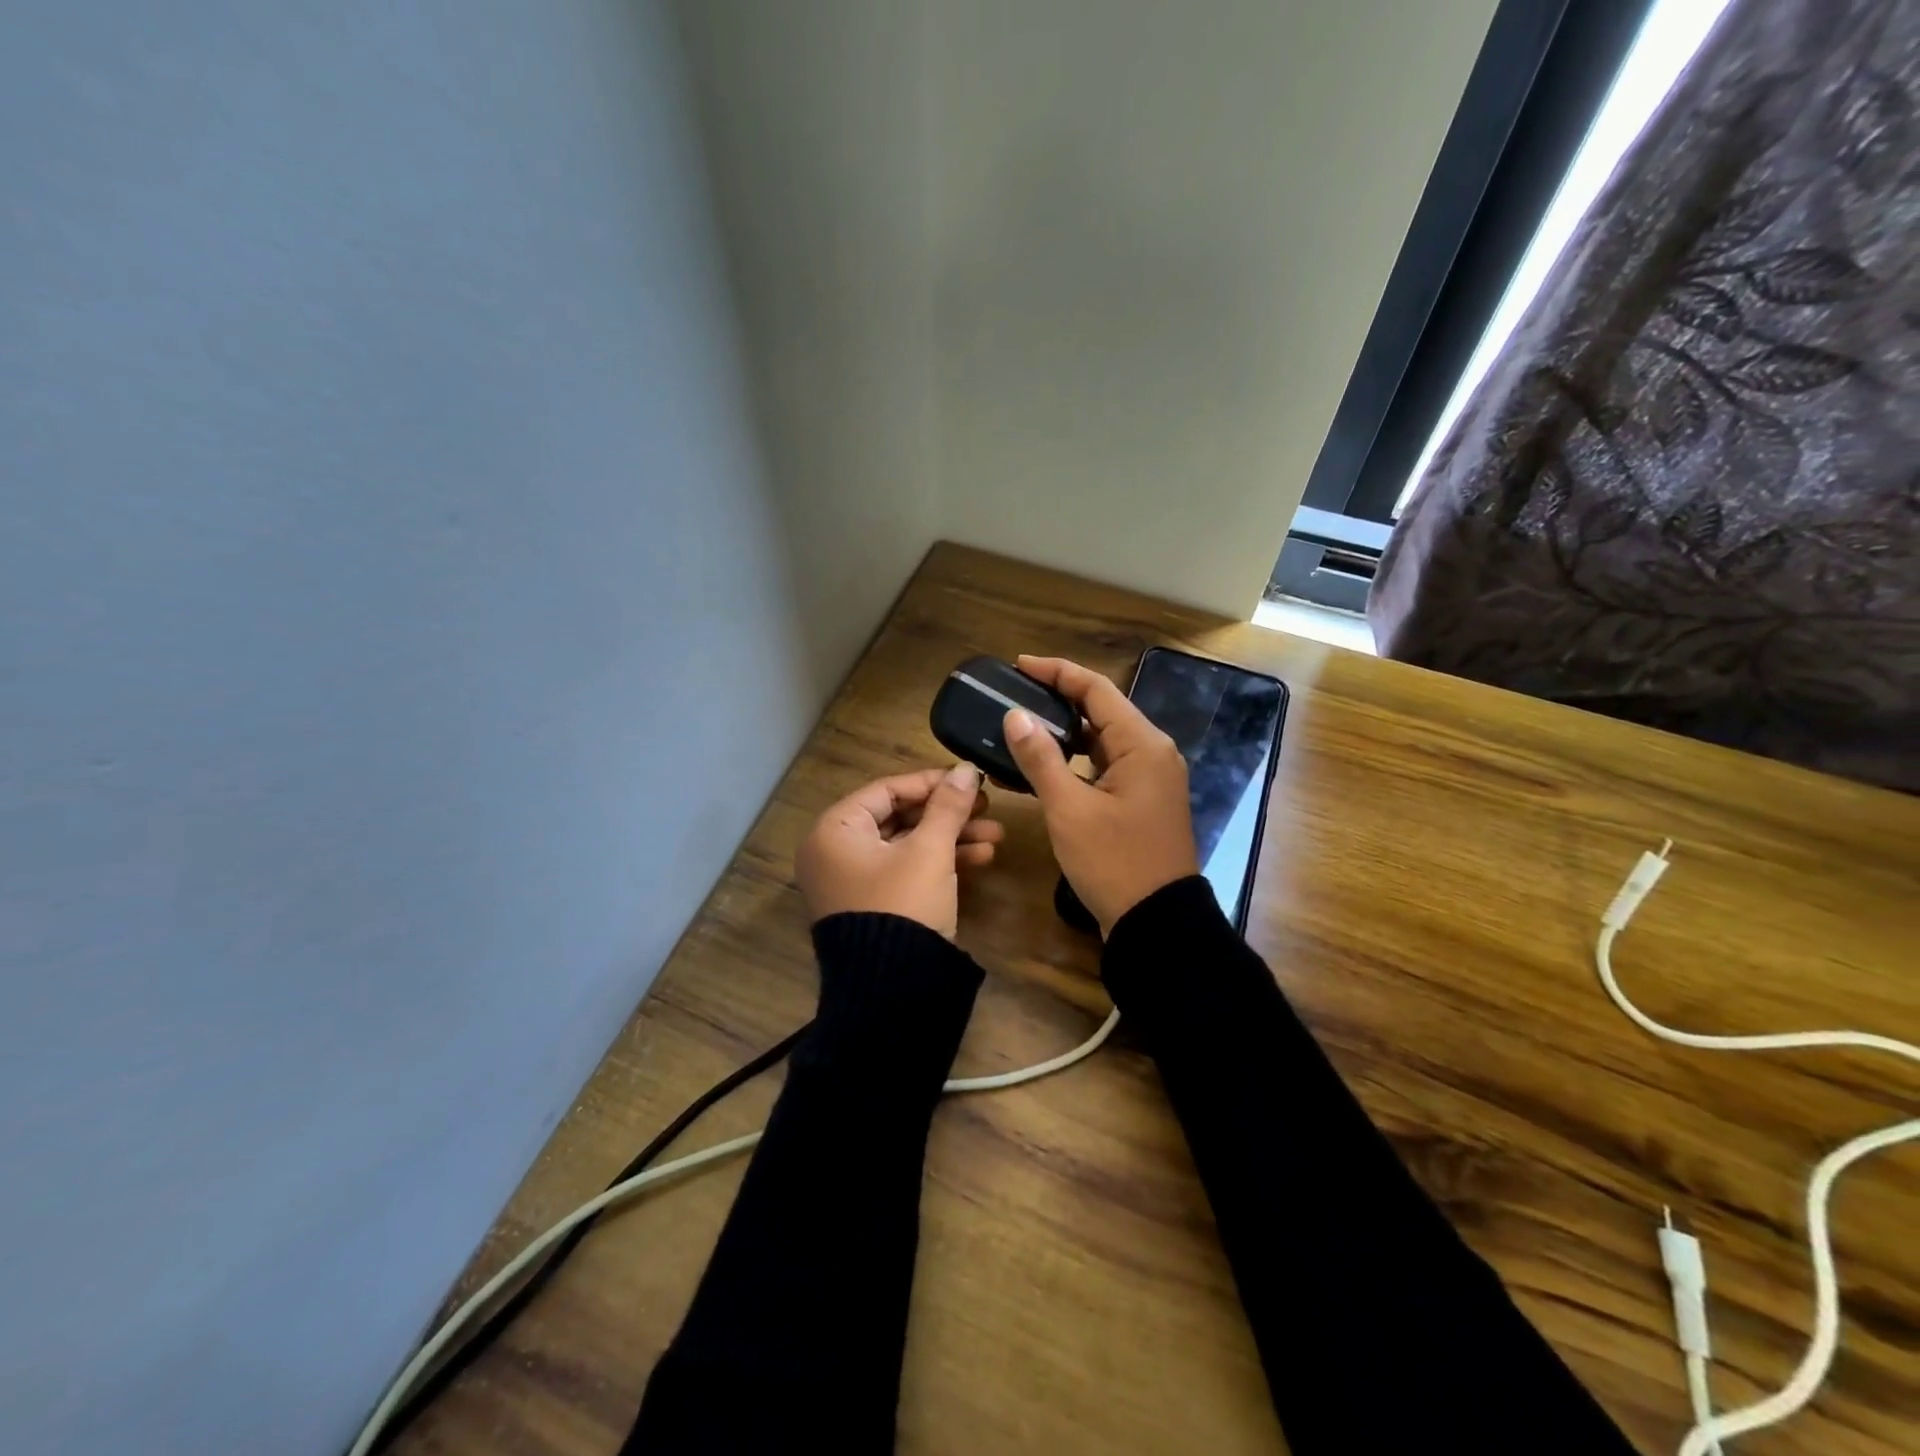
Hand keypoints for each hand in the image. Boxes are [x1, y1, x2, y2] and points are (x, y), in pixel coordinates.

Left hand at [795, 765, 1003, 937]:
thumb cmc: (904, 905)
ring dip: (952, 839)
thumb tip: (966, 768)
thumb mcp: (930, 851)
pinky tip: (983, 857)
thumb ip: (948, 806)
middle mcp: (837, 852)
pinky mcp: (876, 904)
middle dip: (948, 814)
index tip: (968, 779)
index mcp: (834, 831)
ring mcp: (856, 881)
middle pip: (900, 818)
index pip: (886, 790)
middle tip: (987, 807)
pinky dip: (940, 863)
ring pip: (909, 846)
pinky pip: (908, 871)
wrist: (893, 991)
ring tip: (996, 836)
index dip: (931, 782)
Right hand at [1003, 655, 1197, 936]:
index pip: (1096, 689)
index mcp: (1142, 744)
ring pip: (1104, 738)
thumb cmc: (1114, 862)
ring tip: (1024, 724)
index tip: (1019, 664)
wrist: (1157, 922)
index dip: (1057, 672)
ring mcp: (1151, 777)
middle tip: (1016, 692)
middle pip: (1102, 710)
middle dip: (1059, 697)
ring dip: (1067, 730)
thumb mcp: (1069, 809)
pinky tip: (1047, 764)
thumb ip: (1041, 758)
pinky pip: (1107, 764)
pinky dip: (1078, 759)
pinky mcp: (1144, 799)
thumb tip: (1015, 715)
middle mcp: (1153, 752)